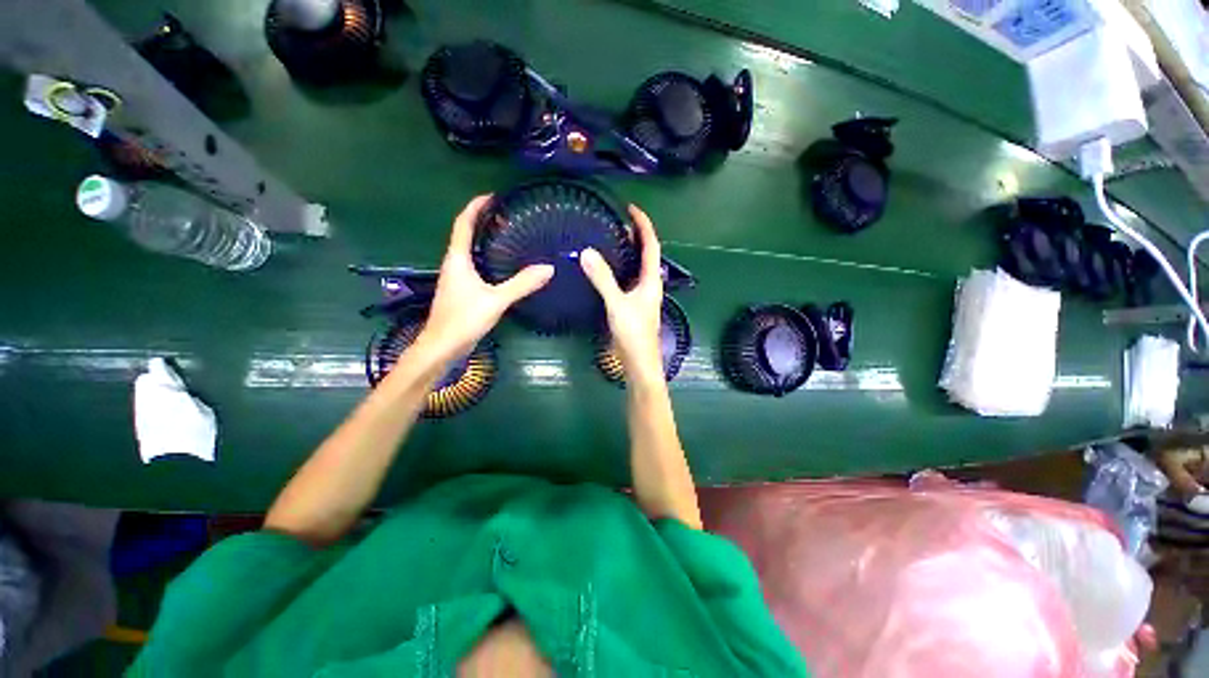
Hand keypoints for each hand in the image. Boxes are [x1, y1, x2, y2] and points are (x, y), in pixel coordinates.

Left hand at [418, 195, 553, 361]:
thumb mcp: (496, 300)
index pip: (463, 223)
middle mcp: (454, 264)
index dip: (475, 207)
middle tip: (507, 216)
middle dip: (483, 221)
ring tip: (508, 236)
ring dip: (485, 240)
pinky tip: (503, 266)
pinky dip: (488, 258)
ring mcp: (457, 278)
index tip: (492, 196)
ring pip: (470, 251)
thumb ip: (522, 284)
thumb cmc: (463, 319)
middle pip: (466, 234)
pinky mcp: (462, 291)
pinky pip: (475, 266)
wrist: (442, 347)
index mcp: (457, 259)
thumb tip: (548, 268)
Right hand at [581, 205, 664, 385]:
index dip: (643, 224)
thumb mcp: (616, 304)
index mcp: (651, 280)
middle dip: (636, 235)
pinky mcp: (634, 304)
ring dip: (628, 251)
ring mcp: (643, 295)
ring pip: (637, 266)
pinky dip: (620, 267)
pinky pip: (628, 278)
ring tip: (612, 239)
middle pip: (646, 253)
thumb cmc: (633, 334)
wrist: (639, 362)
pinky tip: (607, 269)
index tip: (630, 208)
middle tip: (617, 222)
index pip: (651, 244)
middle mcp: (650, 284)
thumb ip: (602, 279)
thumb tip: (586, 252)